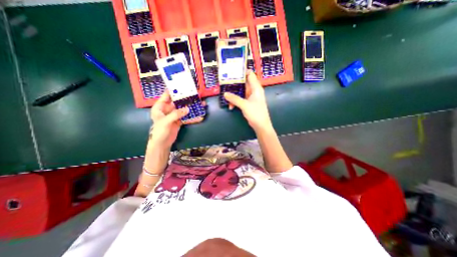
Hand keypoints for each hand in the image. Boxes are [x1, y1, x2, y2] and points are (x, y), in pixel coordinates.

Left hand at [150, 91, 203, 147]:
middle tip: (195, 95)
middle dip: (186, 99)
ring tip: (200, 104)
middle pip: (178, 102)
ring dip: (191, 108)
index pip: (167, 95)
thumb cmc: (159, 131)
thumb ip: (176, 114)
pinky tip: (199, 116)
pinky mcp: (179, 120)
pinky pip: (186, 117)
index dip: (174, 91)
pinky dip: (192, 117)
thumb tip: (188, 109)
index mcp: (160, 107)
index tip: (183, 86)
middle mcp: (167, 109)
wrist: (162, 143)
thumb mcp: (166, 121)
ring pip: (184, 109)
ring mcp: (174, 115)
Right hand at [224, 71, 272, 132]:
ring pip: (241, 92)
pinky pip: (240, 99)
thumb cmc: (256, 113)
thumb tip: (225, 94)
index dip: (242, 72)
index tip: (232, 71)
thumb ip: (234, 99)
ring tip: (226, 97)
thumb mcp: (244, 105)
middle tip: (225, 83)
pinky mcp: (248, 103)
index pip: (250, 75)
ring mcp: (251, 97)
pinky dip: (235, 101)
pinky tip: (231, 106)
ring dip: (234, 95)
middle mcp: (253, 91)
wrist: (261, 125)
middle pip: (243, 83)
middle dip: (234, 84)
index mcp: (256, 88)